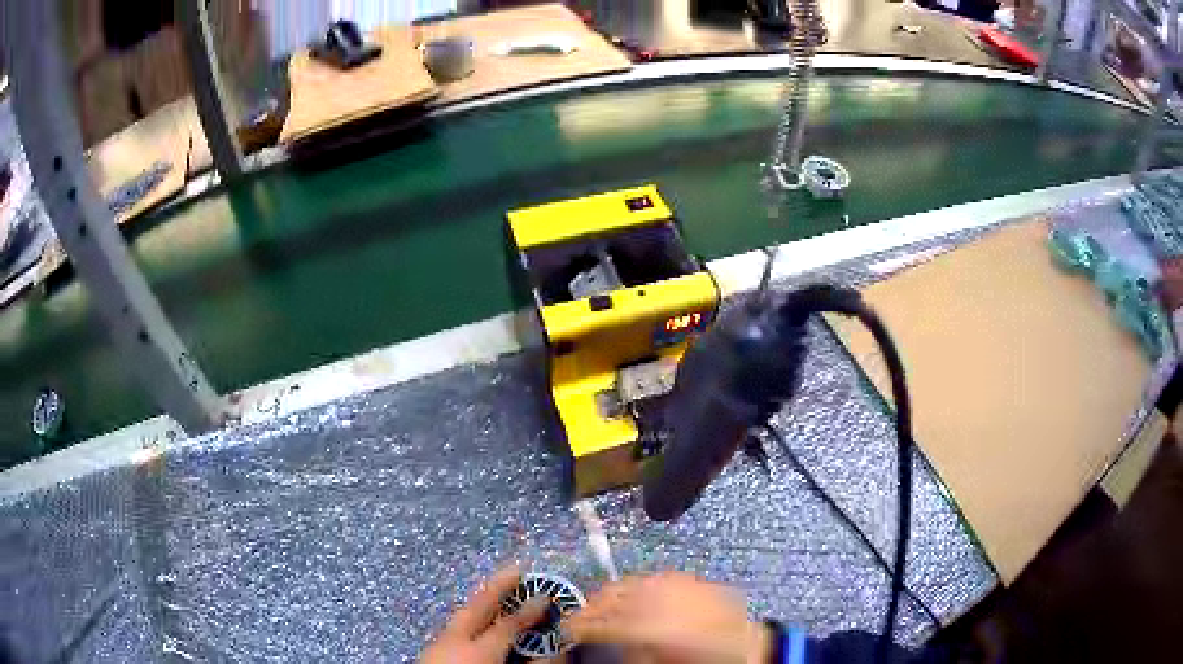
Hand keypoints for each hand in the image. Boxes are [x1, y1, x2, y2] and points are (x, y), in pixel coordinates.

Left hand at [421, 566, 550, 663]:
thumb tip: (560, 650)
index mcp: (478, 651)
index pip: (509, 624)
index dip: (529, 610)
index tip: (546, 596)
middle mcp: (455, 642)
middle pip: (476, 607)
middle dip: (496, 587)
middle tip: (516, 570)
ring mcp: (438, 645)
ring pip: (460, 615)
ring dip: (480, 601)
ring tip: (497, 592)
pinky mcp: (431, 653)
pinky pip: (453, 627)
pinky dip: (469, 619)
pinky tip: (475, 624)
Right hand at [564, 572, 771, 663]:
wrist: (745, 645)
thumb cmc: (705, 658)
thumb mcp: (658, 660)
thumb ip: (629, 649)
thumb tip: (609, 641)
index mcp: (653, 624)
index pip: (604, 621)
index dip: (581, 625)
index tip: (569, 628)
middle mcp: (663, 597)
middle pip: (614, 595)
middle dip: (593, 605)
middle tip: (581, 617)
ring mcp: (678, 583)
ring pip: (632, 582)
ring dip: (612, 593)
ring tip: (601, 605)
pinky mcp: (690, 577)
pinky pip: (655, 577)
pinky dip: (638, 585)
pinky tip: (634, 594)